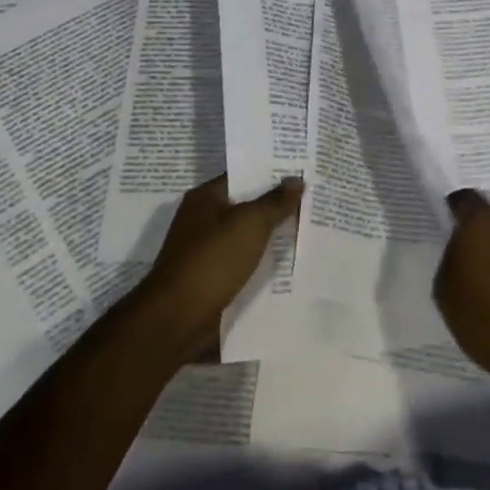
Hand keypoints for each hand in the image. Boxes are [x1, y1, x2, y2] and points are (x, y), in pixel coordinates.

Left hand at [141, 174, 301, 356]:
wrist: (177, 318)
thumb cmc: (212, 260)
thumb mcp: (251, 224)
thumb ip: (275, 202)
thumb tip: (296, 180)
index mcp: (205, 198)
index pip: (242, 175)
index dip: (271, 173)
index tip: (301, 171)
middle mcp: (202, 219)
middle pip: (246, 205)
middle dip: (275, 205)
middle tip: (312, 198)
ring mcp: (205, 250)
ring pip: (246, 236)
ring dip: (270, 236)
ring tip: (308, 229)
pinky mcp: (210, 278)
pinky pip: (243, 262)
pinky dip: (261, 262)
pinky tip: (289, 262)